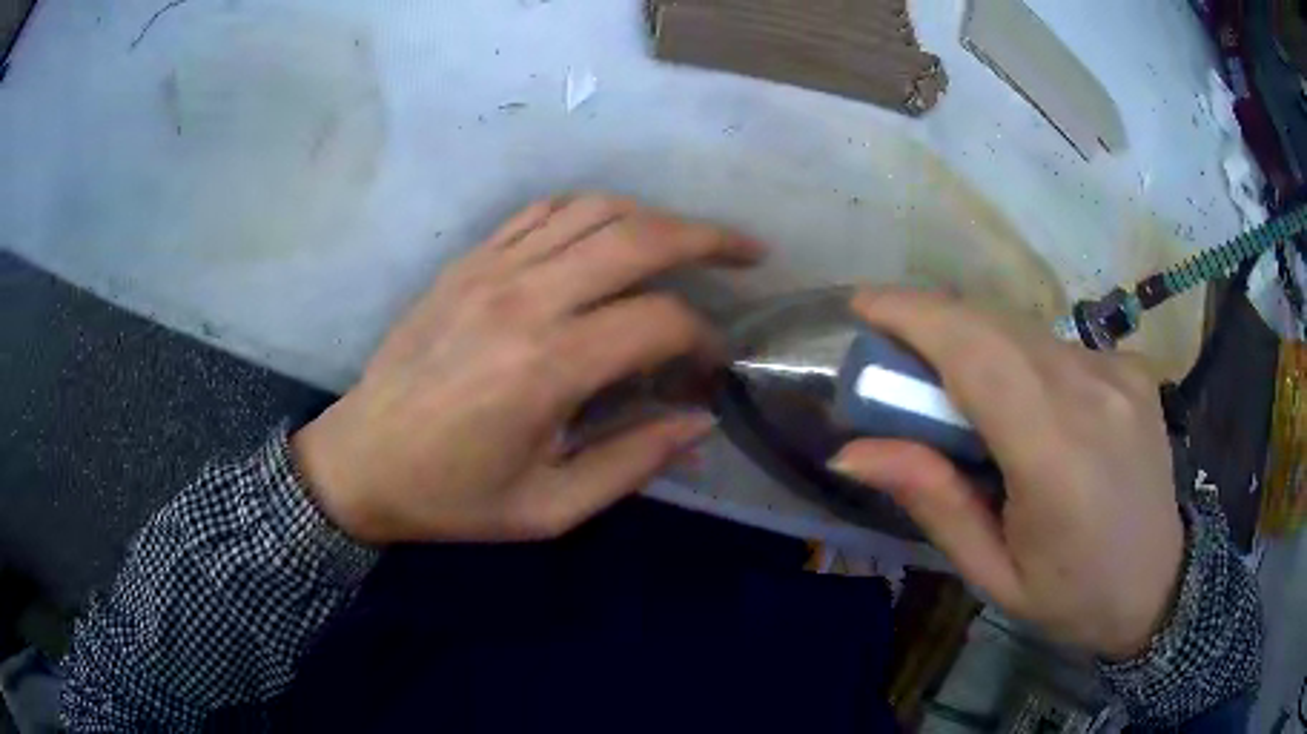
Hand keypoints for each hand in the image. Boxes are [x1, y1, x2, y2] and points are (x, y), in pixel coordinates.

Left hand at [292, 196, 764, 544]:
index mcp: (546, 367)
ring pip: (593, 209)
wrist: (359, 462)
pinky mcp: (467, 261)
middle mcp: (524, 298)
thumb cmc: (451, 496)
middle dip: (708, 239)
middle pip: (638, 238)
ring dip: (654, 217)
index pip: (659, 321)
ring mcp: (491, 269)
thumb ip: (632, 462)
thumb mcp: (549, 507)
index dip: (704, 340)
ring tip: (689, 239)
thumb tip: (699, 423)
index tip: (716, 366)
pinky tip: (611, 232)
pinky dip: (590, 211)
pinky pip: (541, 212)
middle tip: (749, 252)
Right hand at [830, 289, 1183, 660]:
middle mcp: (1093, 394)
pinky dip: (1021, 358)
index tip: (864, 305)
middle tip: (895, 352)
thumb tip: (853, 451)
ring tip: (953, 384)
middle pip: (996, 326)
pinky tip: (1023, 403)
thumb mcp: (993, 573)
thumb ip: (934, 501)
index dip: (916, 315)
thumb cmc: (1072, 596)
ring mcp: (1120, 372)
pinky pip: (1059, 347)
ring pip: (1026, 331)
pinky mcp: (1132, 367)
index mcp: (1056, 456)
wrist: (1161, 584)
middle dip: (934, 321)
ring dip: (976, 342)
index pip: (977, 354)